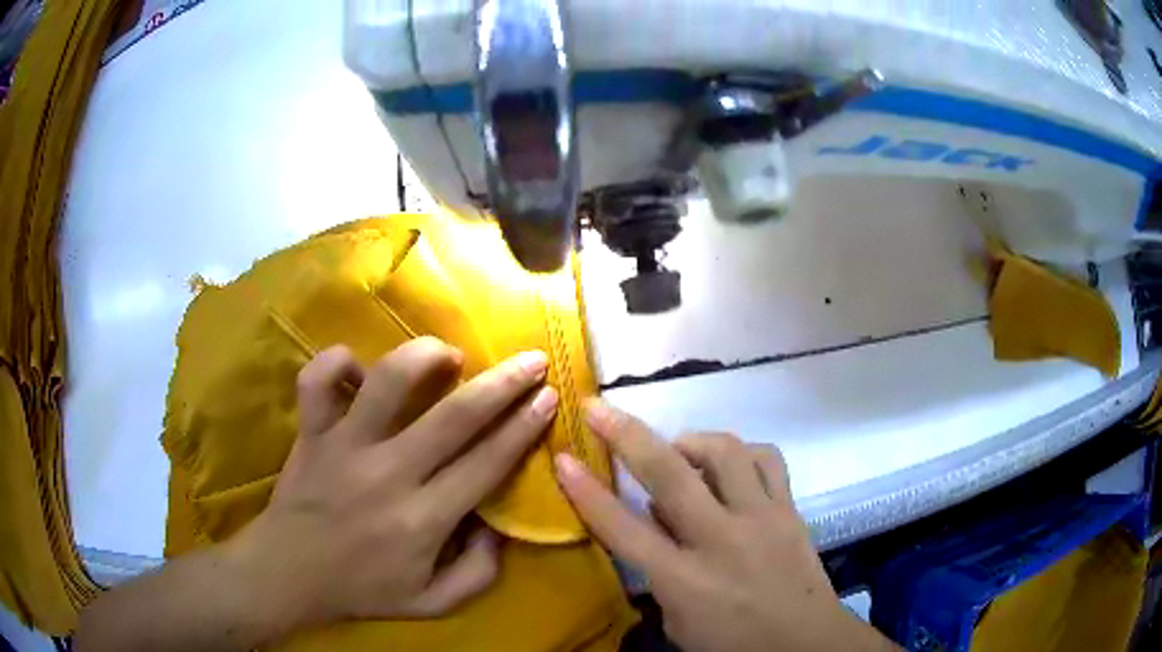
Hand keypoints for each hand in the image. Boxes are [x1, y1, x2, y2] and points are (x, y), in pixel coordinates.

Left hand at [225, 337, 558, 630]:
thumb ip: (480, 572)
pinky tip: (358, 367)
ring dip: (426, 357)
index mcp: (422, 519)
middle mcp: (387, 474)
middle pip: (454, 416)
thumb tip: (499, 526)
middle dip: (502, 383)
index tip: (548, 396)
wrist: (289, 574)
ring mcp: (343, 446)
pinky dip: (337, 361)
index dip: (523, 426)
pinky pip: (317, 380)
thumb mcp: (433, 603)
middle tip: (531, 359)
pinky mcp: (310, 431)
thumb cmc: (362, 590)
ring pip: (387, 382)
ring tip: (449, 355)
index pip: (487, 462)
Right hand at [555, 401, 895, 651]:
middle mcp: (721, 540)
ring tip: (677, 451)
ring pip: (724, 451)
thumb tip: (655, 524)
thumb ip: (659, 574)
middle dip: (627, 435)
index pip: (623, 528)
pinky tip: (731, 465)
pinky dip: (742, 453)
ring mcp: (761, 518)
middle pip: (669, 474)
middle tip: (599, 408)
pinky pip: (766, 458)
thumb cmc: (732, 644)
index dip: (586, 491)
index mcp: (684, 579)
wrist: (805, 642)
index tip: (563, 457)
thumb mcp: (678, 622)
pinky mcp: (790, 509)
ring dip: (690, 440)